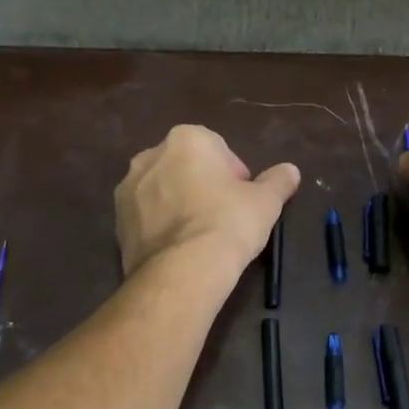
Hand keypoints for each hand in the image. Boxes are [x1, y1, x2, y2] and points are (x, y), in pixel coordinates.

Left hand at [115, 126, 300, 279]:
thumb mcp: (265, 201)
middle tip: (223, 217)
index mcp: (187, 139)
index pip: (218, 149)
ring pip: (162, 190)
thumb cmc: (228, 223)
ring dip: (178, 204)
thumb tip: (291, 171)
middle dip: (202, 185)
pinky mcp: (116, 220)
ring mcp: (128, 188)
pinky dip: (160, 225)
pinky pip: (145, 216)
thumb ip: (278, 181)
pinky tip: (178, 249)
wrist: (183, 270)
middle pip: (186, 166)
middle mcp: (150, 155)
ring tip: (198, 236)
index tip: (242, 201)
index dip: (234, 176)